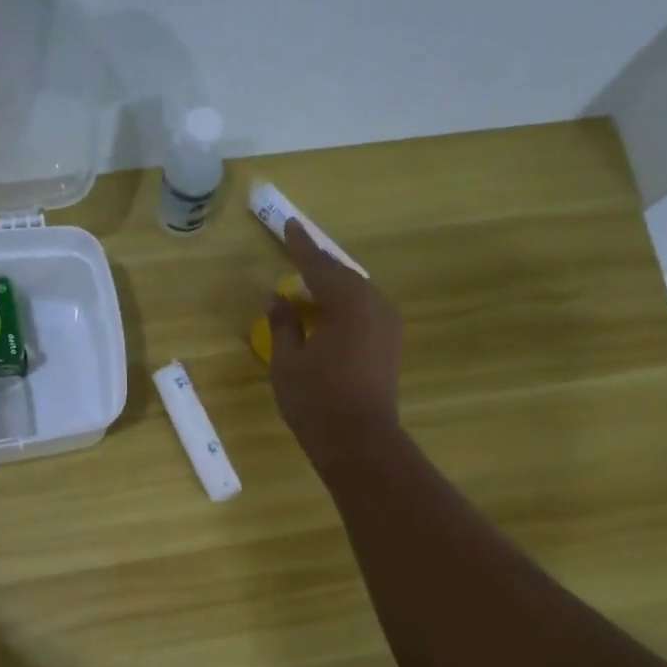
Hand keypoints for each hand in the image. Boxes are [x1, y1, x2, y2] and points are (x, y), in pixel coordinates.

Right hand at [268, 219, 402, 465]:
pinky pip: (364, 313)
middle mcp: (374, 305)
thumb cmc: (316, 400)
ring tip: (307, 289)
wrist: (360, 441)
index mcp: (348, 301)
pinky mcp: (390, 346)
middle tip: (297, 254)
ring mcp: (387, 326)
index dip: (300, 246)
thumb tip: (276, 298)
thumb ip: (283, 323)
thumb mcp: (288, 361)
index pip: (319, 265)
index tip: (289, 225)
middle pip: (342, 276)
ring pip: (356, 295)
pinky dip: (343, 309)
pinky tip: (327, 318)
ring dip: (332, 290)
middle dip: (318, 267)